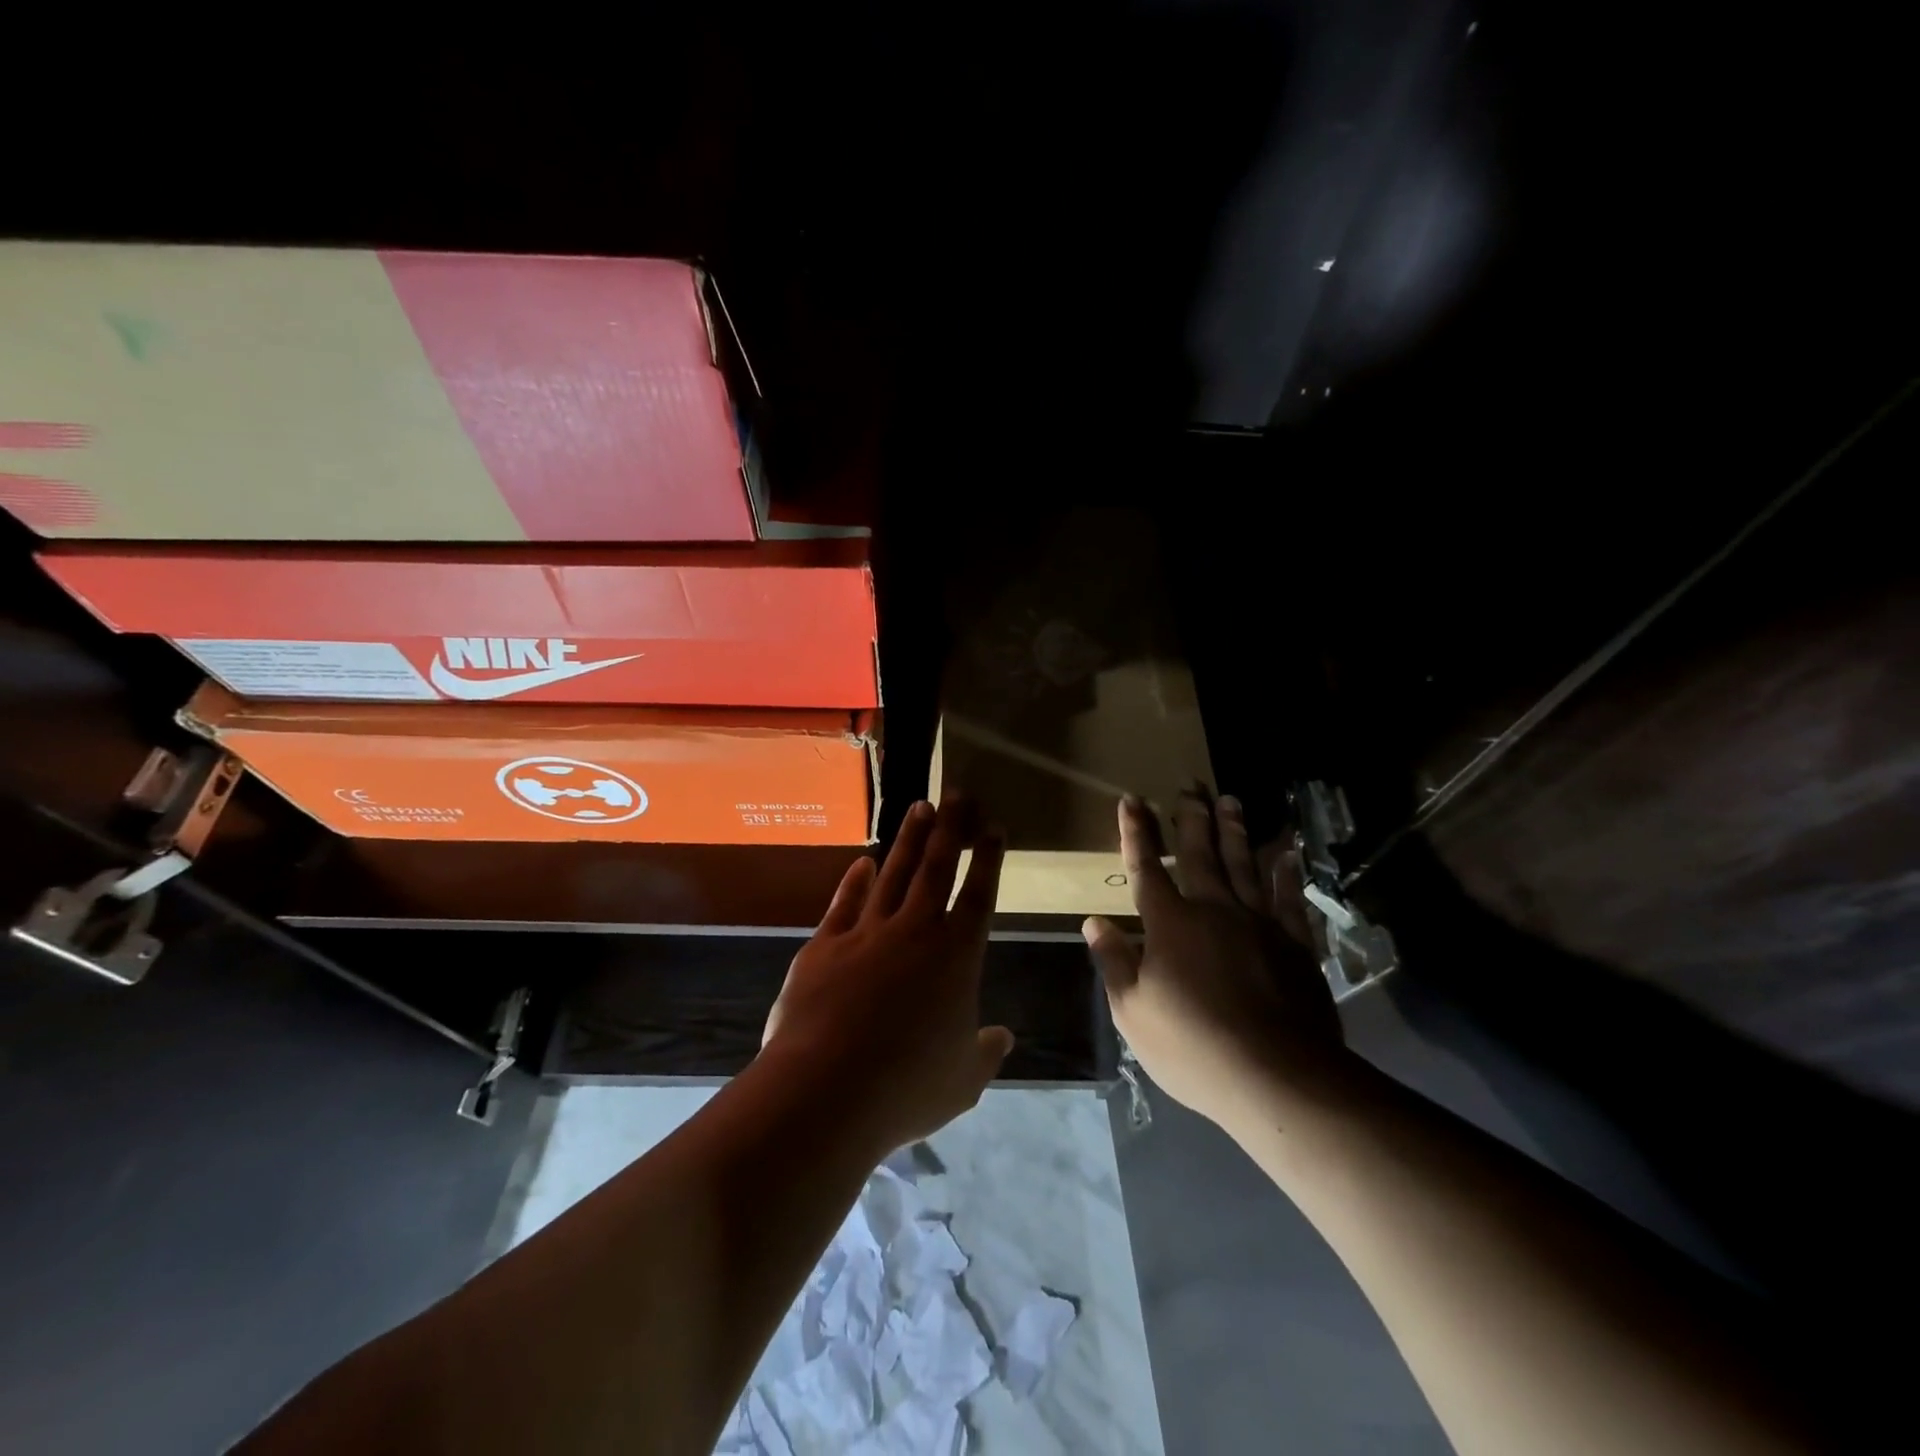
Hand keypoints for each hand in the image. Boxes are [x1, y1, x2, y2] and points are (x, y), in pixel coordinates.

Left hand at [762, 796, 1014, 1155]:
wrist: (825, 1090)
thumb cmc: (907, 1087)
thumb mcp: (962, 1080)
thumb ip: (985, 1052)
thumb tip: (1004, 1038)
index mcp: (956, 956)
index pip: (978, 895)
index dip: (987, 859)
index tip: (992, 827)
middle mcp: (915, 931)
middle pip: (936, 868)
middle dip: (950, 828)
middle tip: (957, 793)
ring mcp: (867, 933)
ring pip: (894, 874)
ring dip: (908, 840)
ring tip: (919, 808)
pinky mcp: (825, 945)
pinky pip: (845, 903)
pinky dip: (855, 881)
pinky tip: (862, 862)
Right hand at [1083, 792, 1344, 1127]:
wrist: (1277, 1075)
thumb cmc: (1192, 1045)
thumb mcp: (1133, 1011)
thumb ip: (1114, 961)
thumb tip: (1093, 921)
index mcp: (1169, 924)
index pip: (1147, 868)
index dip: (1137, 833)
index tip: (1132, 800)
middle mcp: (1213, 910)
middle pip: (1200, 855)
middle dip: (1191, 819)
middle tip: (1191, 787)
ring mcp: (1258, 923)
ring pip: (1243, 865)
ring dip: (1235, 831)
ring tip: (1231, 800)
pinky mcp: (1294, 943)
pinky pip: (1289, 897)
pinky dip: (1286, 872)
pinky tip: (1287, 851)